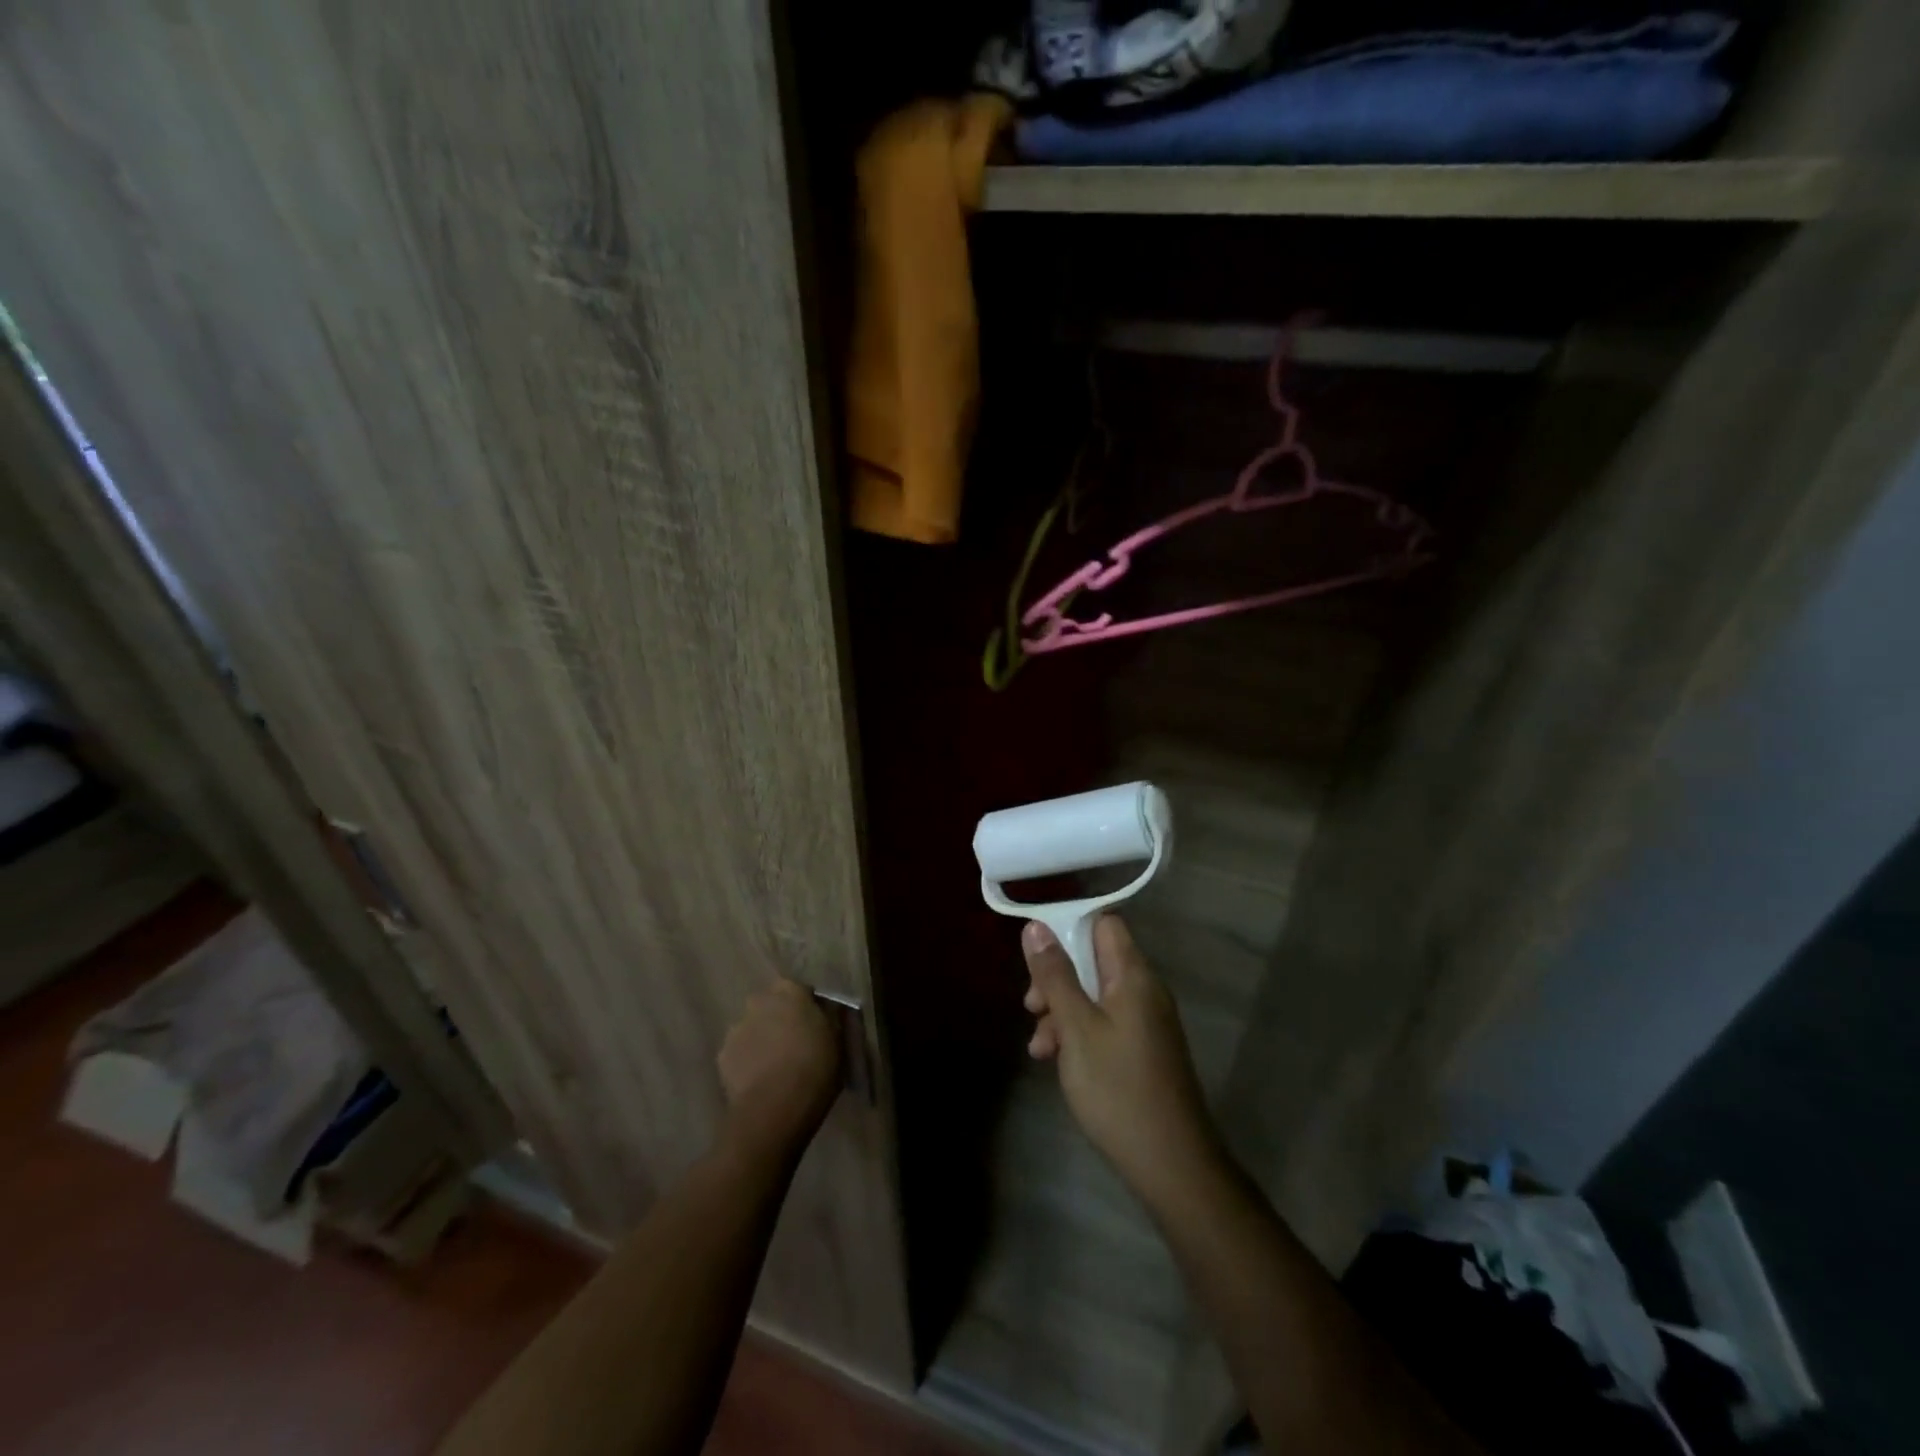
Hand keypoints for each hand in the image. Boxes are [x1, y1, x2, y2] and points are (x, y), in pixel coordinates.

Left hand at [717, 978, 841, 1158]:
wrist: (775, 1107)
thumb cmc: (815, 1067)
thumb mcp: (838, 1039)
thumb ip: (829, 1017)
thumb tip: (825, 1011)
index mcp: (790, 991)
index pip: (799, 990)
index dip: (807, 1007)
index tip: (815, 1025)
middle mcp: (759, 1001)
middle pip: (771, 1005)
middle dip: (780, 1019)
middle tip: (794, 1044)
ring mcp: (736, 1028)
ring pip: (752, 1028)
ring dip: (762, 1039)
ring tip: (775, 1067)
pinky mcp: (721, 1055)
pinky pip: (739, 1052)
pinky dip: (747, 1061)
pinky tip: (759, 1080)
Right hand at [1023, 915, 1223, 1209]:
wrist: (1171, 1164)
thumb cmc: (1118, 1088)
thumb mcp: (1076, 1028)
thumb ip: (1055, 975)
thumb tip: (1036, 926)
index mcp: (1133, 976)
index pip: (1103, 924)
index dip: (1068, 928)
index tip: (1036, 954)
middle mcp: (1144, 990)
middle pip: (1093, 960)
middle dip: (1056, 978)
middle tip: (1032, 1007)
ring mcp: (1145, 1021)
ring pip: (1094, 995)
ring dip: (1061, 1011)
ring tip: (1038, 1045)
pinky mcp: (1141, 1049)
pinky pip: (1103, 1022)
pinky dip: (1077, 1033)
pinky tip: (1054, 1060)